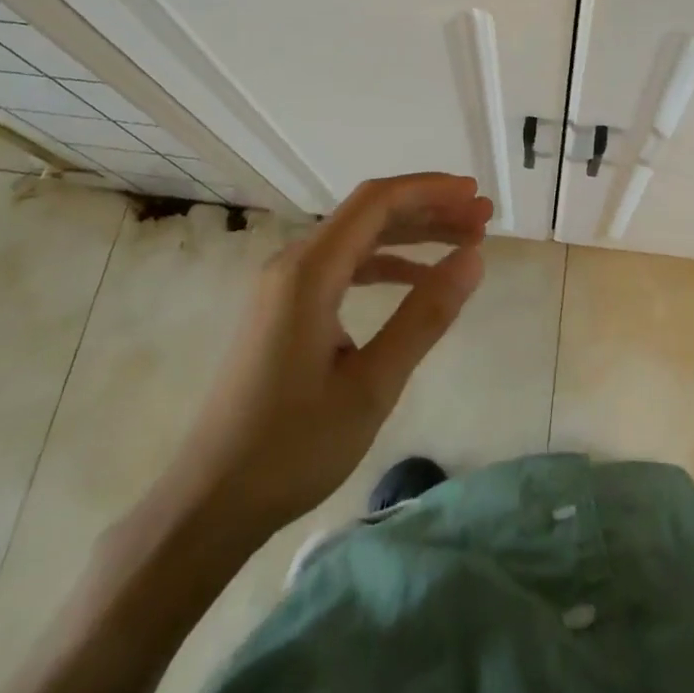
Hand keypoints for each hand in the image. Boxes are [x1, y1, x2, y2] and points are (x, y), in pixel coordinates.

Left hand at [142, 173, 492, 545]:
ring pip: (358, 238)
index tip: (477, 195)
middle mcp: (293, 264)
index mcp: (309, 272)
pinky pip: (343, 266)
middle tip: (483, 218)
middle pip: (369, 214)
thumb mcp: (372, 385)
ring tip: (463, 242)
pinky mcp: (285, 308)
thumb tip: (474, 258)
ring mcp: (285, 286)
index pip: (377, 203)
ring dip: (411, 234)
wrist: (210, 501)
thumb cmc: (292, 447)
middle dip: (429, 209)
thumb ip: (425, 316)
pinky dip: (386, 262)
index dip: (431, 190)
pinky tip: (417, 279)